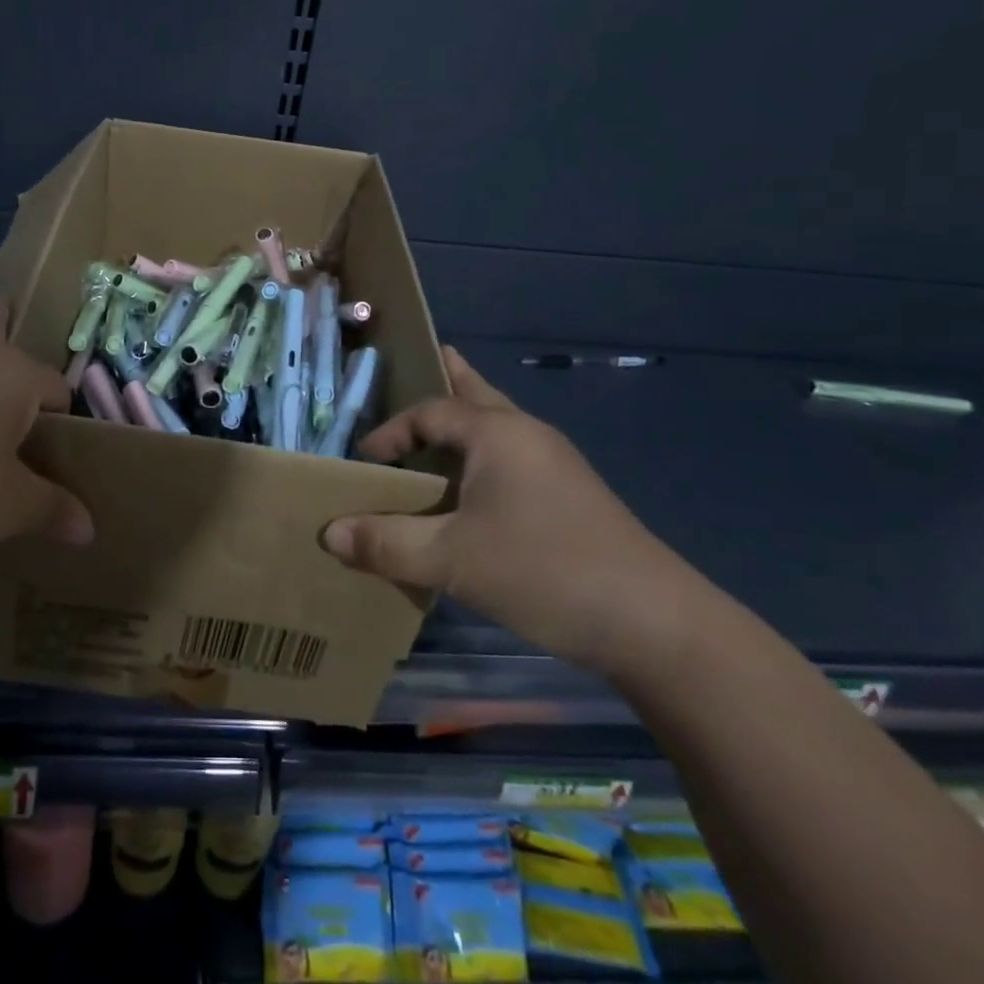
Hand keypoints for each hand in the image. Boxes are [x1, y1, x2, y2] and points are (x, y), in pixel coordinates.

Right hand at [320, 346, 700, 675]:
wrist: (655, 623)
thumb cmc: (543, 571)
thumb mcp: (452, 559)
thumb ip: (387, 542)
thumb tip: (329, 532)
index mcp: (497, 434)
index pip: (430, 412)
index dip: (390, 432)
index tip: (364, 462)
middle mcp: (527, 436)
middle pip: (477, 394)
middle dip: (449, 378)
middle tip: (426, 360)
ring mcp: (557, 466)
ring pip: (499, 428)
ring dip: (466, 423)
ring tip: (440, 427)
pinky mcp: (572, 498)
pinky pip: (514, 459)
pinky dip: (485, 458)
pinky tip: (475, 491)